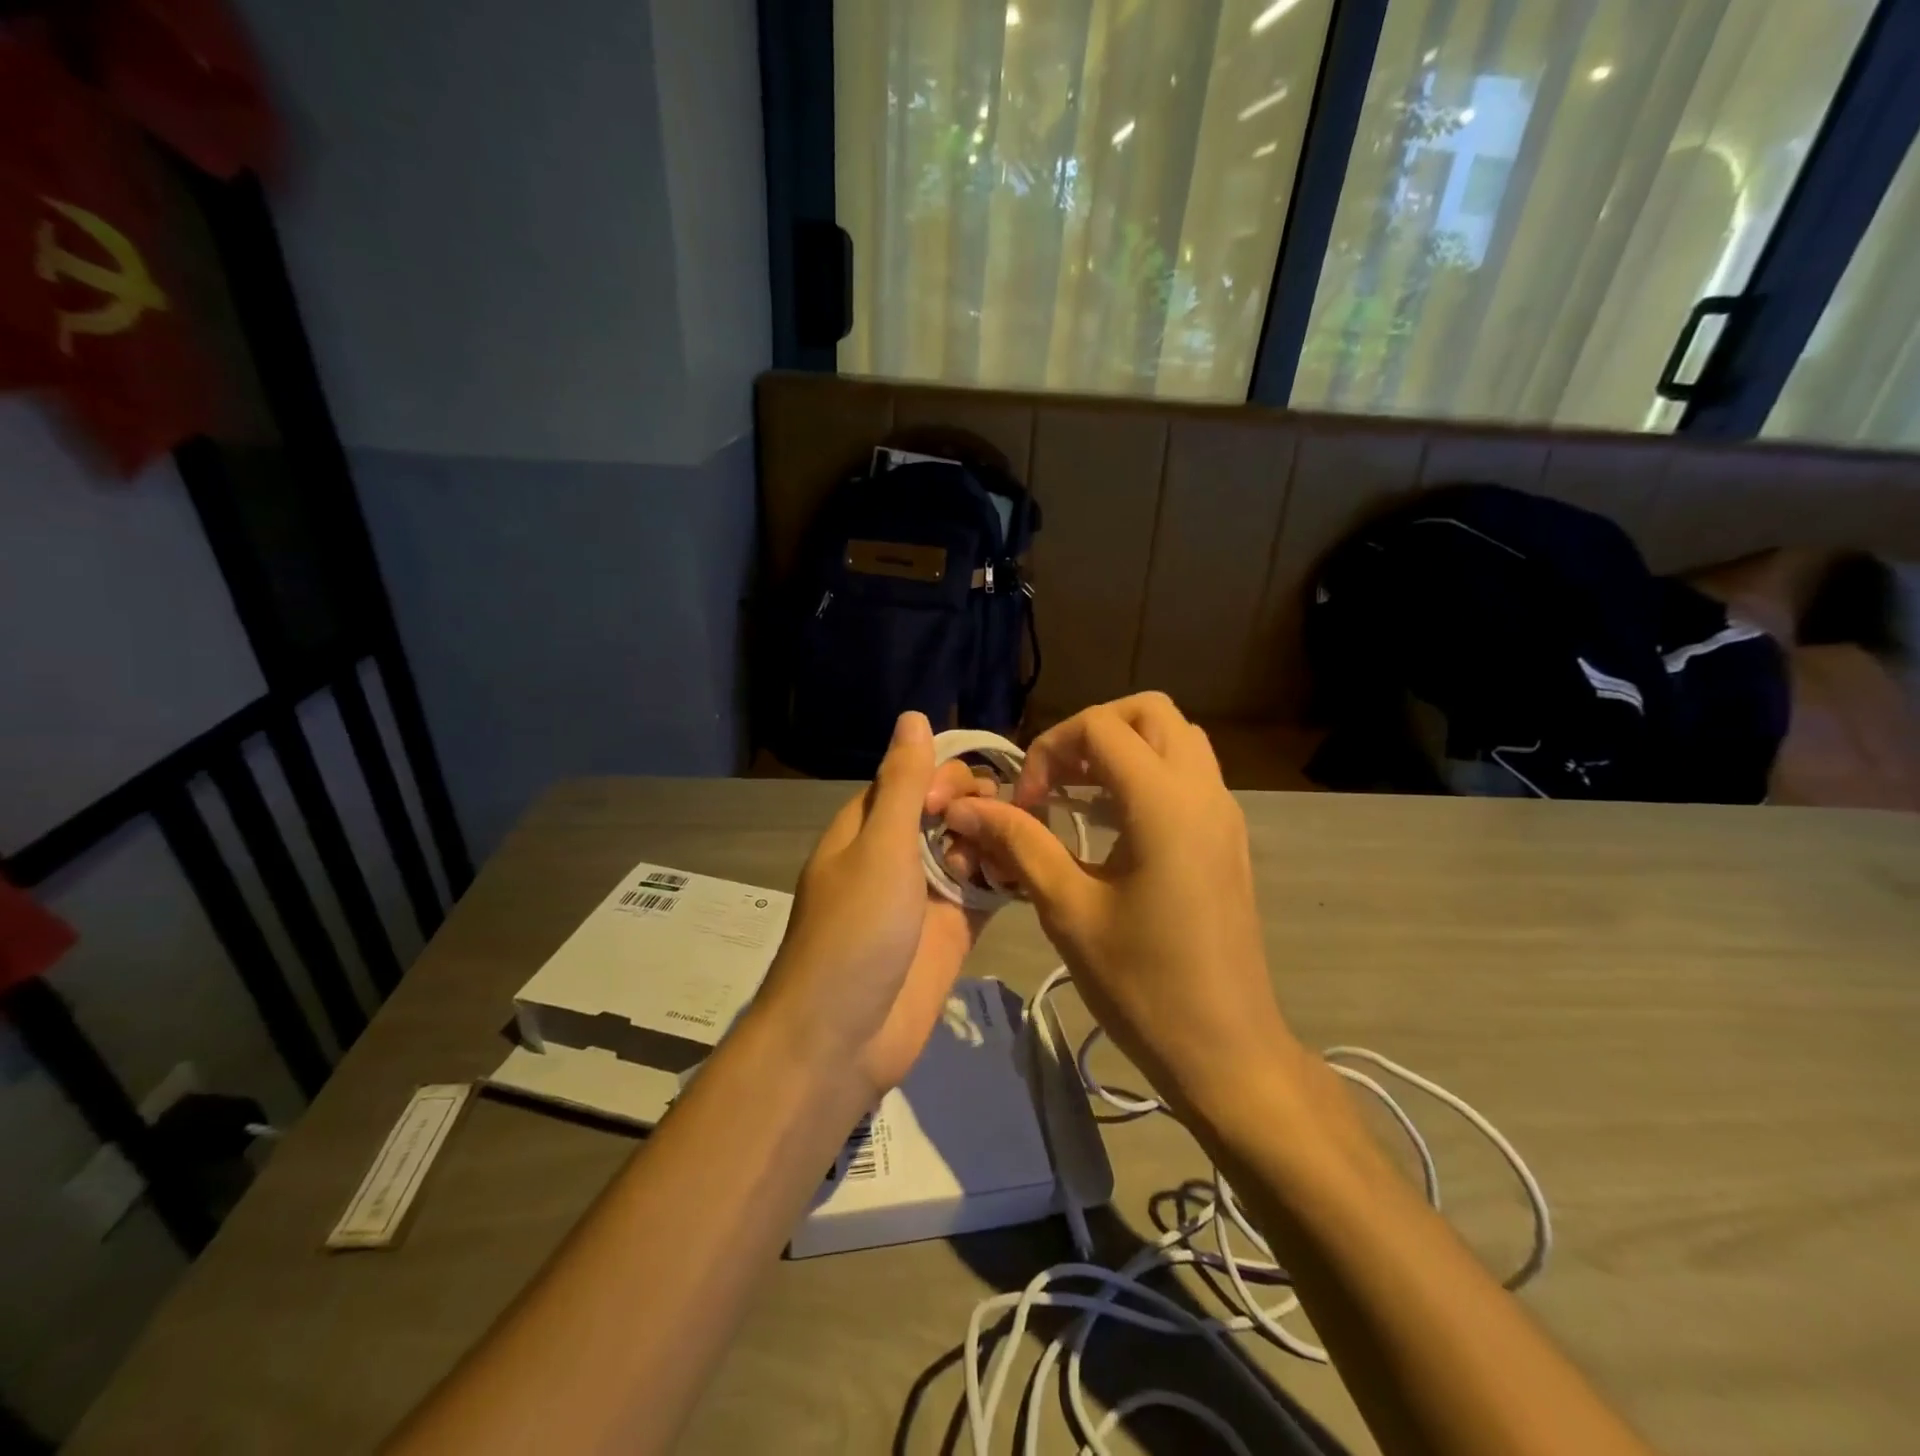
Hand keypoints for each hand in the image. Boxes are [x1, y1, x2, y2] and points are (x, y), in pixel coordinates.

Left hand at [757, 711, 994, 1097]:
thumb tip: (914, 716)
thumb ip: (904, 784)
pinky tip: (1032, 872)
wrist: (843, 1038)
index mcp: (870, 826)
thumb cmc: (855, 932)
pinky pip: (986, 889)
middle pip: (948, 809)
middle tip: (996, 830)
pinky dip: (1007, 877)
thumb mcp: (879, 847)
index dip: (947, 775)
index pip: (915, 776)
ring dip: (996, 841)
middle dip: (977, 808)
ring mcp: (928, 892)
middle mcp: (899, 852)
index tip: (971, 795)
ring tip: (1020, 853)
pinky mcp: (954, 928)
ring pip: (972, 846)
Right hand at [942, 693, 1295, 1116]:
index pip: (1100, 728)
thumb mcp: (1069, 910)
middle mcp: (1203, 792)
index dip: (1049, 750)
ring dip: (1124, 748)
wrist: (1226, 1050)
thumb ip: (1019, 844)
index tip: (1025, 803)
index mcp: (1164, 804)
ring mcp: (1223, 814)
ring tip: (1078, 794)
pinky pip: (1189, 774)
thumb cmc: (1142, 984)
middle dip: (1093, 730)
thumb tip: (966, 806)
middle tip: (1055, 779)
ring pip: (1177, 738)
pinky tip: (1111, 824)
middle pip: (1150, 712)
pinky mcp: (1227, 839)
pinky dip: (1147, 773)